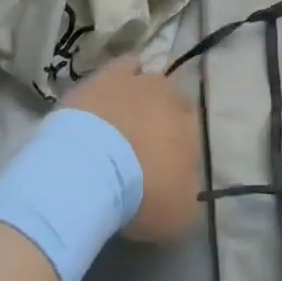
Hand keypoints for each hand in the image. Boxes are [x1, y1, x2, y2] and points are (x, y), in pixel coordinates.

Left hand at [63, 59, 200, 240]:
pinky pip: (123, 66)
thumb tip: (185, 187)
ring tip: (124, 117)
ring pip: (148, 80)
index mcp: (191, 129)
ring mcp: (138, 81)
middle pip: (171, 101)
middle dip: (161, 116)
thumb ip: (188, 196)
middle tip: (143, 141)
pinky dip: (122, 76)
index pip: (192, 129)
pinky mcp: (106, 75)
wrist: (89, 168)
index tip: (164, 162)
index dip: (178, 144)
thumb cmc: (140, 194)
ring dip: (141, 96)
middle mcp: (170, 98)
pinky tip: (111, 91)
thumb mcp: (179, 214)